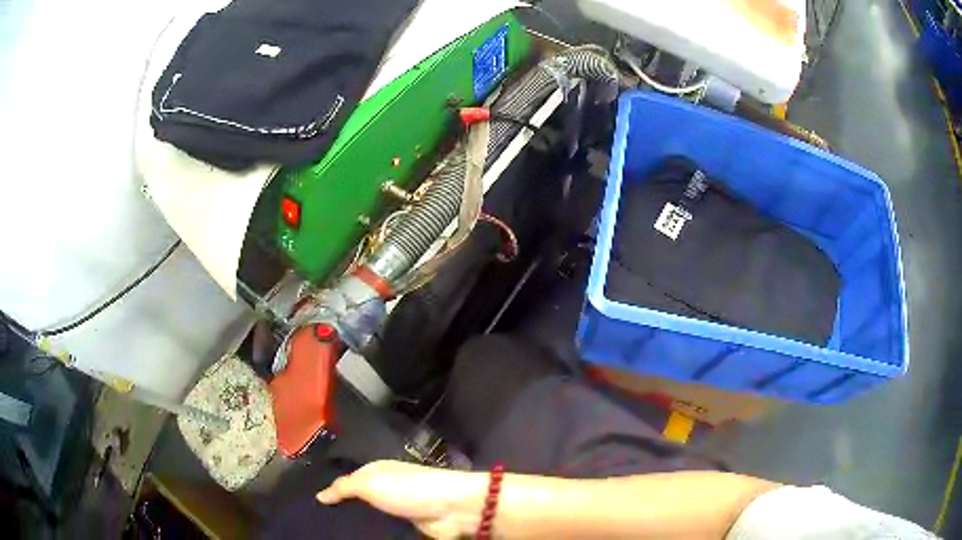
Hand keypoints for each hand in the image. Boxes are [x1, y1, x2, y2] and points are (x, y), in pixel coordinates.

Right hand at [317, 460, 486, 538]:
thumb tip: (319, 495)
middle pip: (360, 501)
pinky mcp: (411, 527)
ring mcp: (400, 509)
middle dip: (344, 512)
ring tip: (331, 537)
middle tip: (317, 525)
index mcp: (379, 470)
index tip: (310, 504)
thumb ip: (344, 487)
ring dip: (359, 527)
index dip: (331, 489)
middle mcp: (388, 487)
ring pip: (372, 519)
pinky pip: (387, 532)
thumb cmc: (409, 490)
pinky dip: (375, 537)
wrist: (453, 510)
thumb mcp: (370, 482)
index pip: (348, 479)